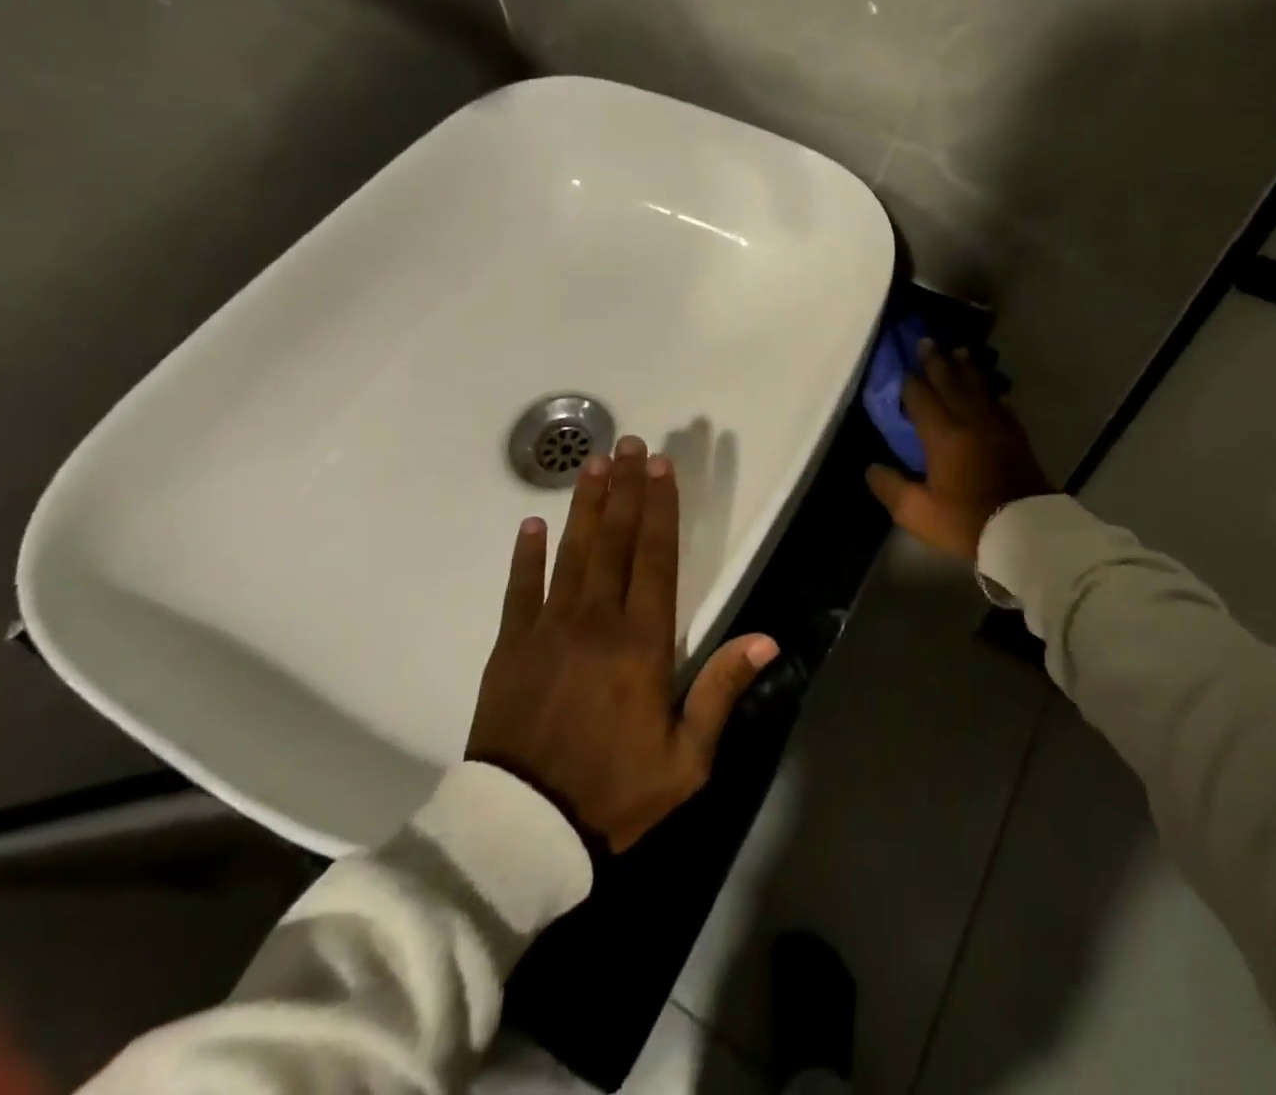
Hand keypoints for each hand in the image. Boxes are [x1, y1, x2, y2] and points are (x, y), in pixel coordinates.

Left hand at [467, 437, 779, 851]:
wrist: (522, 832)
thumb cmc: (614, 791)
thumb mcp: (686, 758)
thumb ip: (721, 691)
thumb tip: (765, 638)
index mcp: (641, 642)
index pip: (655, 558)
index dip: (661, 508)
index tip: (663, 467)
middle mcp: (596, 621)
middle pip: (615, 541)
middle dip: (626, 488)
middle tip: (631, 444)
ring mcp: (547, 629)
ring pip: (571, 552)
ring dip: (585, 505)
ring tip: (593, 463)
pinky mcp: (509, 647)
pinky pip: (519, 590)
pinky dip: (525, 555)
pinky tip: (532, 523)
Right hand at [866, 340, 1055, 561]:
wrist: (1025, 530)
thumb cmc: (967, 520)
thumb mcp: (918, 512)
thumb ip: (892, 488)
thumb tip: (872, 468)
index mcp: (942, 434)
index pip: (921, 397)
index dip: (910, 381)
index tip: (902, 365)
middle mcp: (969, 420)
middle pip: (951, 382)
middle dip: (937, 362)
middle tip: (928, 341)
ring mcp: (996, 426)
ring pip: (978, 387)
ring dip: (966, 368)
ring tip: (959, 352)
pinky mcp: (1015, 436)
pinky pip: (1000, 404)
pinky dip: (990, 392)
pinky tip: (990, 391)